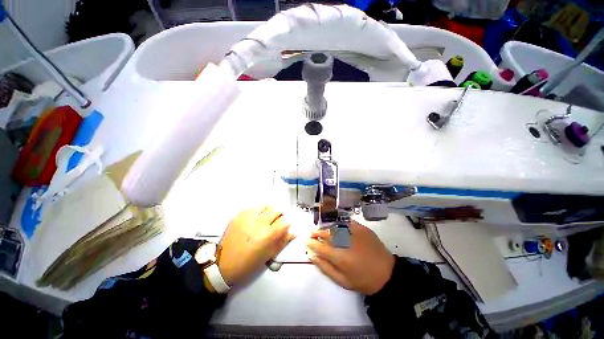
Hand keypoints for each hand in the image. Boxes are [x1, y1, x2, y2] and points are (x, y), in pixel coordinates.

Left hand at [217, 206, 294, 285]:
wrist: (222, 264)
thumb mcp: (268, 255)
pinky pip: (254, 207)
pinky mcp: (239, 214)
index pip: (285, 221)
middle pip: (277, 209)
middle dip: (280, 215)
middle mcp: (259, 223)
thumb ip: (283, 241)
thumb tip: (294, 231)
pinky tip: (256, 219)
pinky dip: (259, 211)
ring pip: (266, 205)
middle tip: (277, 221)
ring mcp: (248, 217)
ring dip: (270, 211)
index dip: (287, 223)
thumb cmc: (248, 263)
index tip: (285, 227)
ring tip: (267, 218)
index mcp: (268, 235)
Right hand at [307, 220, 394, 295]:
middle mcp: (345, 241)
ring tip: (322, 230)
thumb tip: (312, 256)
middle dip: (316, 233)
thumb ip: (325, 268)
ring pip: (334, 226)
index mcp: (340, 257)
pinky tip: (335, 226)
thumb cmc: (363, 280)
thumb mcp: (342, 281)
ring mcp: (354, 232)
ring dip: (325, 228)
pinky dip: (338, 223)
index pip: (320, 247)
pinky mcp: (361, 228)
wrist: (386, 273)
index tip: (306, 241)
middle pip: (326, 233)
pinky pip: (346, 222)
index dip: (311, 243)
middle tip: (312, 234)